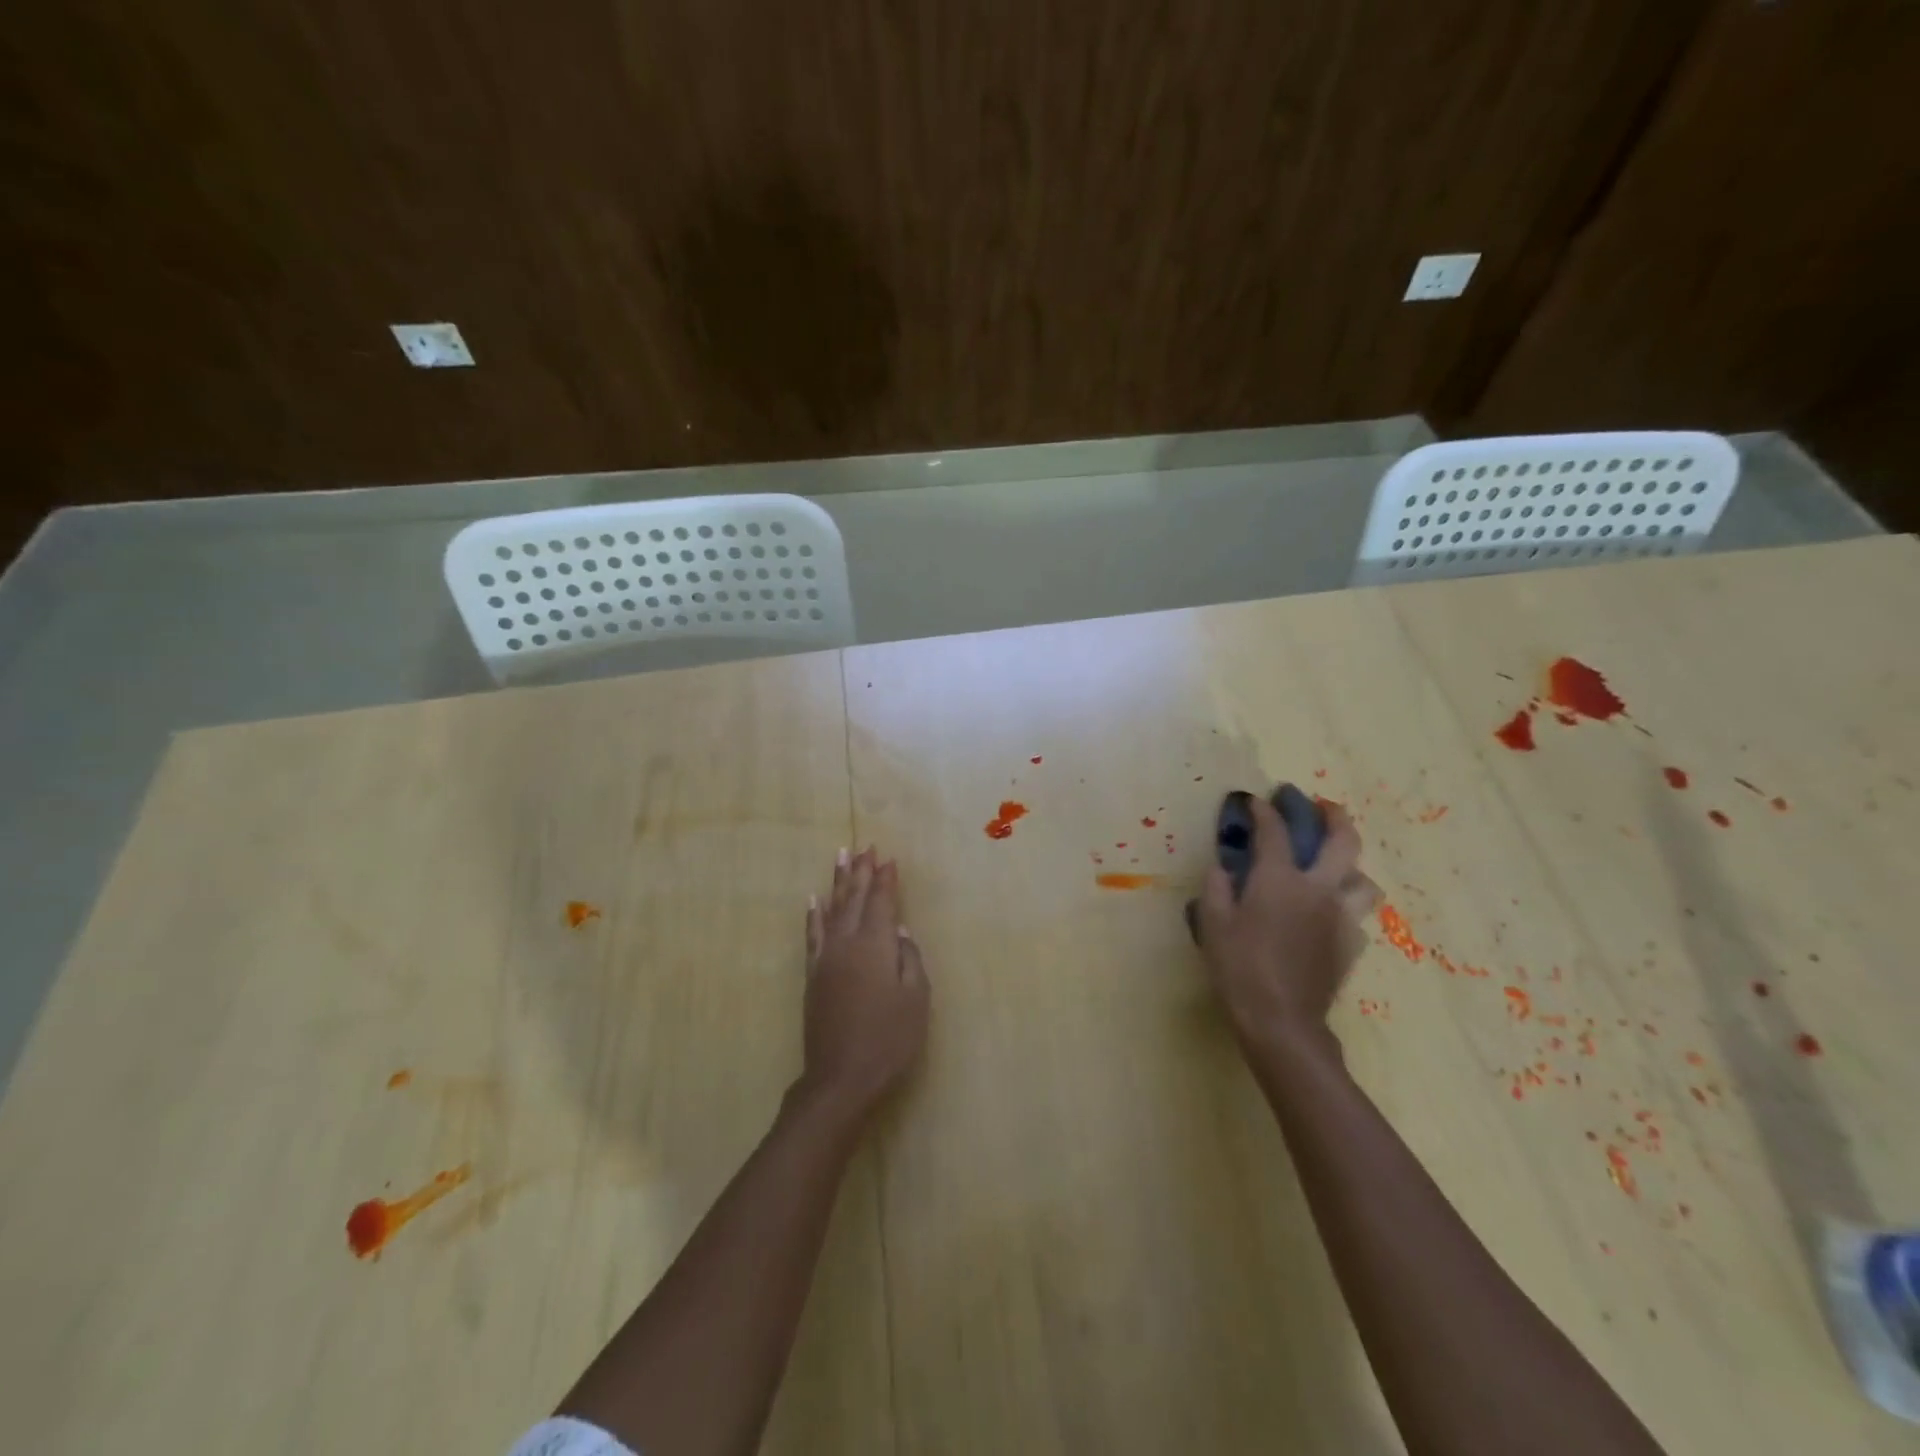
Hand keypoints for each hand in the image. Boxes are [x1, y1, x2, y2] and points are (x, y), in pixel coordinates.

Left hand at [799, 847, 930, 1120]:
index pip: (881, 902)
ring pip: (831, 910)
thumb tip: (900, 930)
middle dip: (861, 872)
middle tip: (864, 847)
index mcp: (875, 946)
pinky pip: (812, 935)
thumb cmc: (889, 1039)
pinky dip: (813, 915)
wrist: (841, 1078)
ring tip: (840, 857)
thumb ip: (910, 959)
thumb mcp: (916, 1000)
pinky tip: (814, 900)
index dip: (885, 879)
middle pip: (854, 899)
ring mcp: (826, 958)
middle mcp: (847, 943)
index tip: (888, 857)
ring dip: (837, 882)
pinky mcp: (813, 975)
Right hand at [1195, 793, 1378, 1046]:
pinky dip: (1344, 908)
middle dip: (1335, 818)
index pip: (1275, 831)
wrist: (1281, 1020)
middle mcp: (1317, 890)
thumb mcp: (1212, 924)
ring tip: (1334, 869)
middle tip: (1324, 809)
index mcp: (1279, 880)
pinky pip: (1356, 916)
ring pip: (1363, 880)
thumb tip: (1222, 868)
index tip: (1255, 802)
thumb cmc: (1239, 967)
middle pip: (1344, 842)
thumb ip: (1216, 888)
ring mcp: (1341, 918)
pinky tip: (1327, 916)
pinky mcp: (1351, 945)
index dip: (1264, 812)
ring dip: (1350, 868)